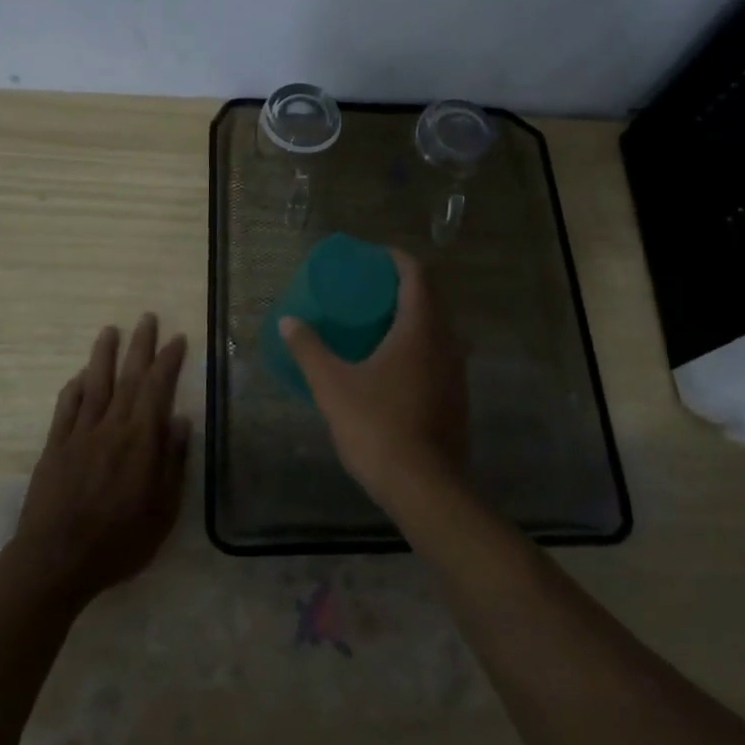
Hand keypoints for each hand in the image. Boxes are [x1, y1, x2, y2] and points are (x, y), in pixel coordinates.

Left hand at [9, 314, 189, 610]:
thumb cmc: (119, 542)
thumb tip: (179, 420)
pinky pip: (66, 408)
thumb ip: (172, 463)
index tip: (177, 338)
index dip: (168, 361)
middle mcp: (111, 428)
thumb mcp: (163, 511)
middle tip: (147, 318)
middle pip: (128, 378)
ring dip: (104, 355)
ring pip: (95, 384)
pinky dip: (75, 388)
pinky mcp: (54, 447)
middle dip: (140, 346)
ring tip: (111, 331)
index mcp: (140, 441)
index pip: (158, 389)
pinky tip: (81, 377)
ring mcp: (79, 435)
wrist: (56, 561)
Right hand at [278, 249, 467, 508]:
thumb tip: (288, 321)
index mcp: (420, 329)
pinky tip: (392, 366)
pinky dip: (418, 346)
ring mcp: (456, 372)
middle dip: (402, 287)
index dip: (396, 259)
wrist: (425, 488)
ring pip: (437, 329)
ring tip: (377, 324)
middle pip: (430, 299)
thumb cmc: (377, 426)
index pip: (416, 275)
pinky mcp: (456, 398)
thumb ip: (309, 349)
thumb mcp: (332, 386)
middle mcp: (446, 342)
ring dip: (411, 318)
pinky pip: (438, 355)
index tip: (373, 257)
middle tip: (368, 289)